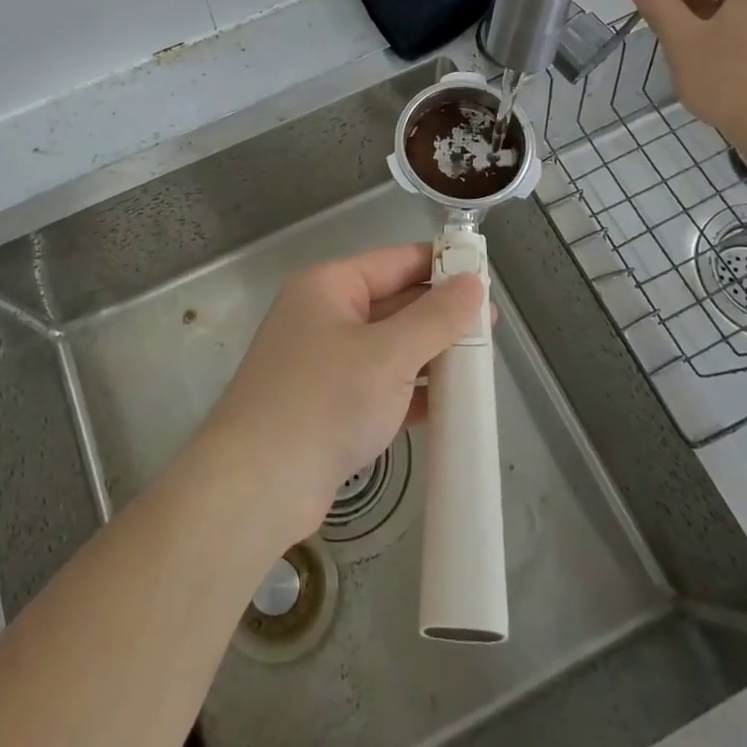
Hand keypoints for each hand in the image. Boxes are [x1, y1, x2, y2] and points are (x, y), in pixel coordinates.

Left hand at [194, 245, 483, 549]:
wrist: (256, 485)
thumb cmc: (324, 400)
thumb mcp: (389, 354)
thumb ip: (436, 318)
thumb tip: (473, 283)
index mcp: (330, 286)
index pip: (395, 261)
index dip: (440, 265)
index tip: (484, 275)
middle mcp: (324, 316)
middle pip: (394, 304)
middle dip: (440, 316)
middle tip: (490, 329)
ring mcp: (324, 363)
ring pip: (389, 348)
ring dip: (430, 356)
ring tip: (479, 366)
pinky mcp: (329, 406)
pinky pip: (380, 386)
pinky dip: (412, 391)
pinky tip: (450, 405)